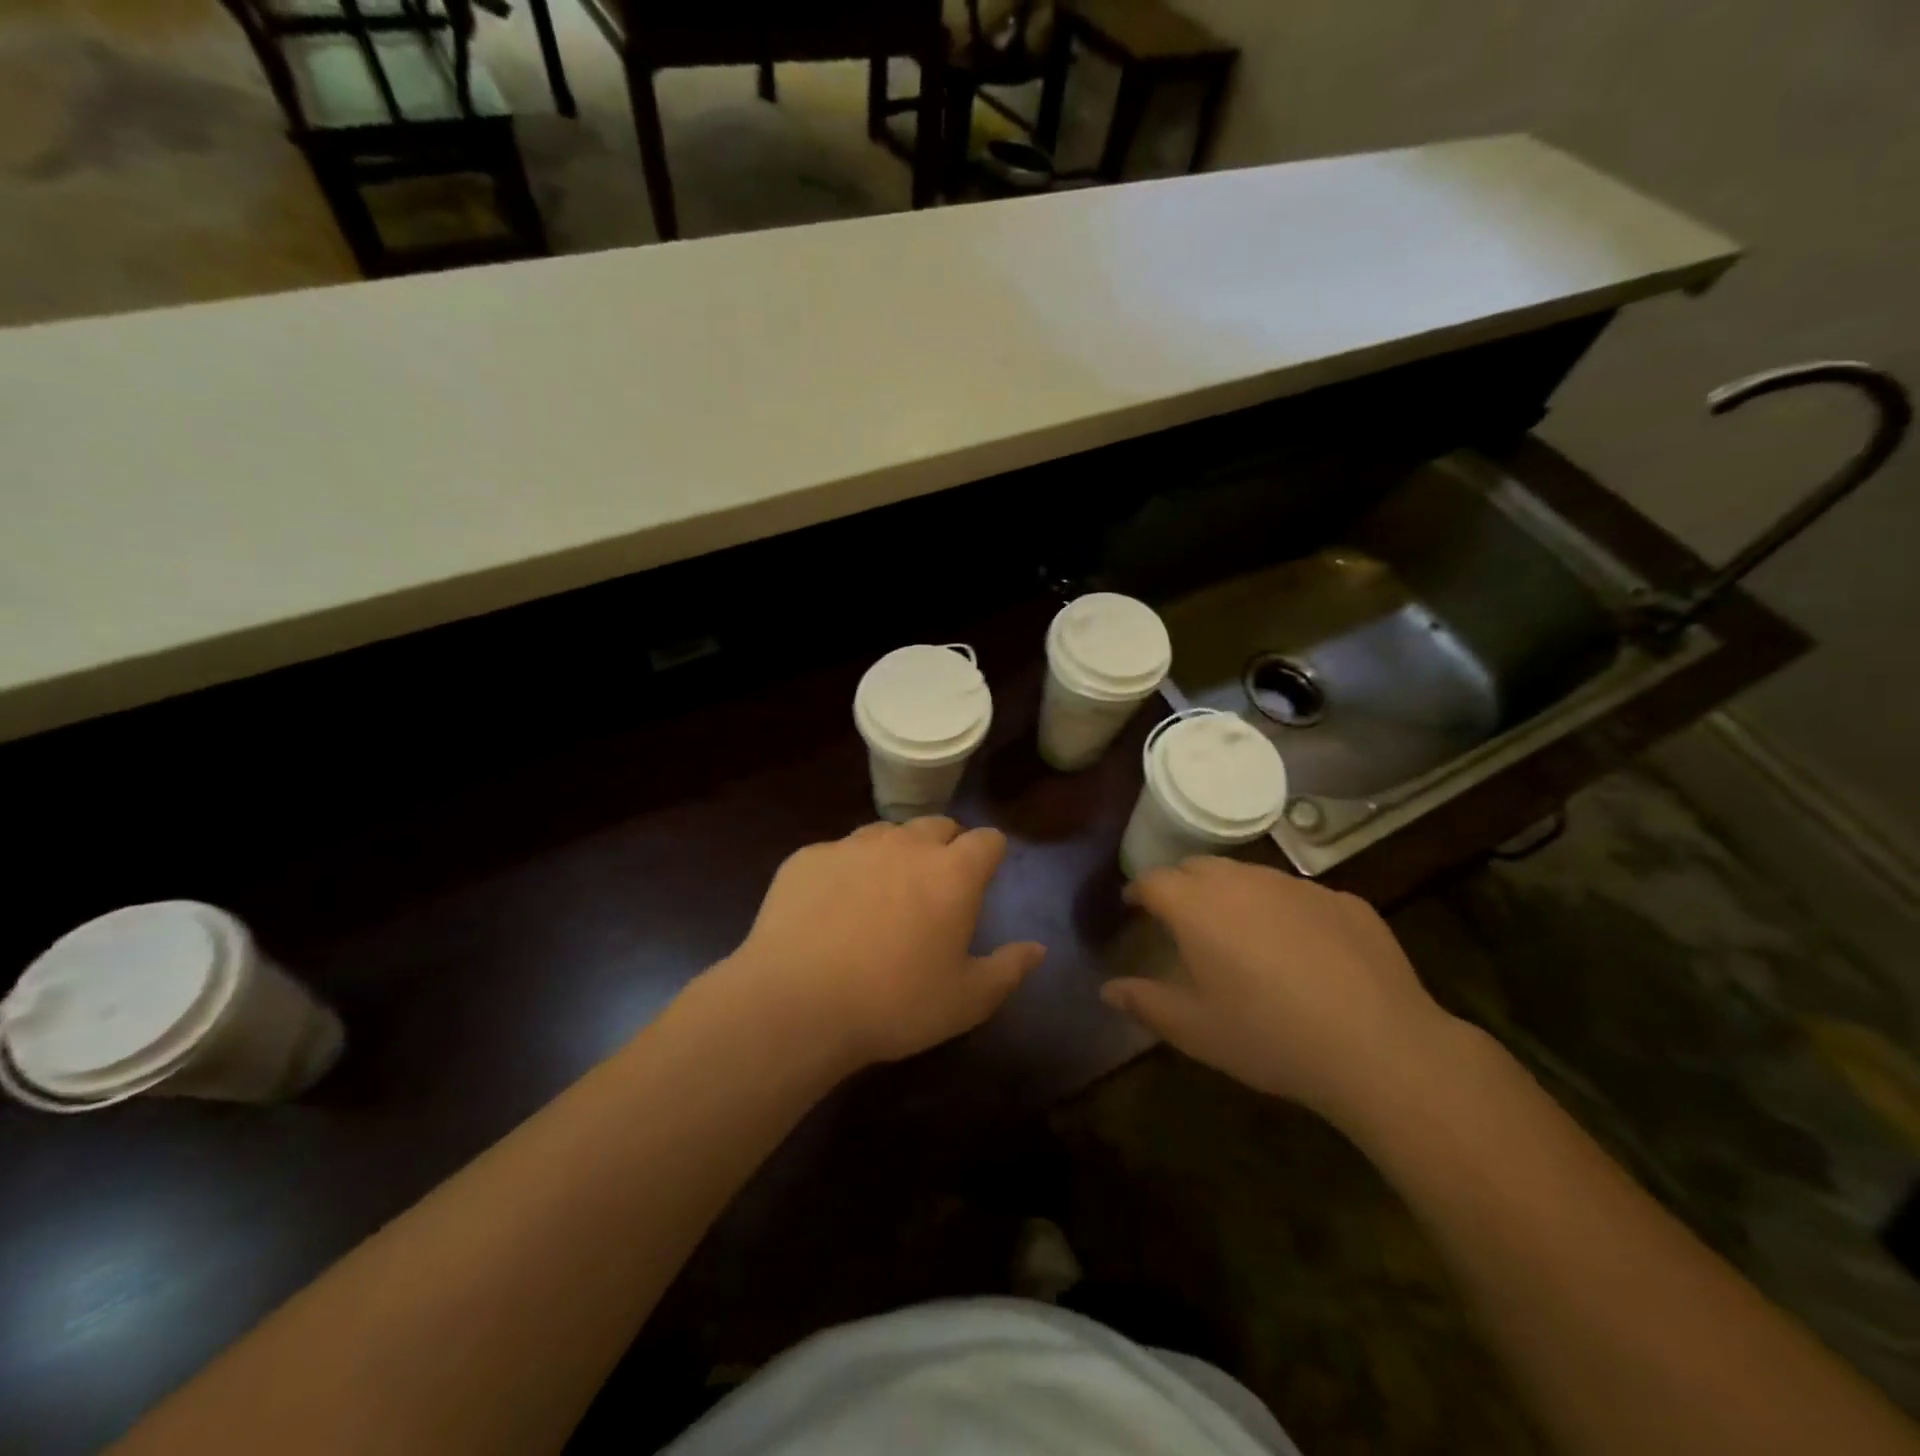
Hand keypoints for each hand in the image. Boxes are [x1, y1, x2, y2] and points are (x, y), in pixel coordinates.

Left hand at [726, 817, 1045, 1068]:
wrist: (795, 1003)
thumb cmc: (894, 1004)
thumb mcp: (966, 1001)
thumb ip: (1009, 969)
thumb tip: (1037, 948)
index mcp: (952, 873)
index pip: (987, 840)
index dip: (990, 854)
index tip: (984, 876)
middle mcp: (905, 845)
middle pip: (937, 826)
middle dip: (945, 846)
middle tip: (935, 886)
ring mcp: (852, 845)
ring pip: (886, 832)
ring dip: (895, 852)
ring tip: (883, 892)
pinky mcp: (808, 857)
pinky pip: (838, 852)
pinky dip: (845, 870)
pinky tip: (831, 908)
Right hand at [1101, 857, 1467, 1127]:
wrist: (1379, 1046)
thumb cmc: (1269, 1037)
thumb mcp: (1196, 1031)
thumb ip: (1145, 1003)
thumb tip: (1107, 989)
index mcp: (1197, 906)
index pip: (1153, 880)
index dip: (1138, 891)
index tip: (1133, 906)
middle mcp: (1242, 881)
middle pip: (1198, 866)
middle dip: (1182, 885)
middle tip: (1182, 918)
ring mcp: (1297, 886)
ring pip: (1250, 875)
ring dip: (1233, 893)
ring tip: (1240, 932)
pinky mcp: (1344, 900)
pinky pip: (1299, 896)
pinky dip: (1284, 911)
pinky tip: (1302, 951)